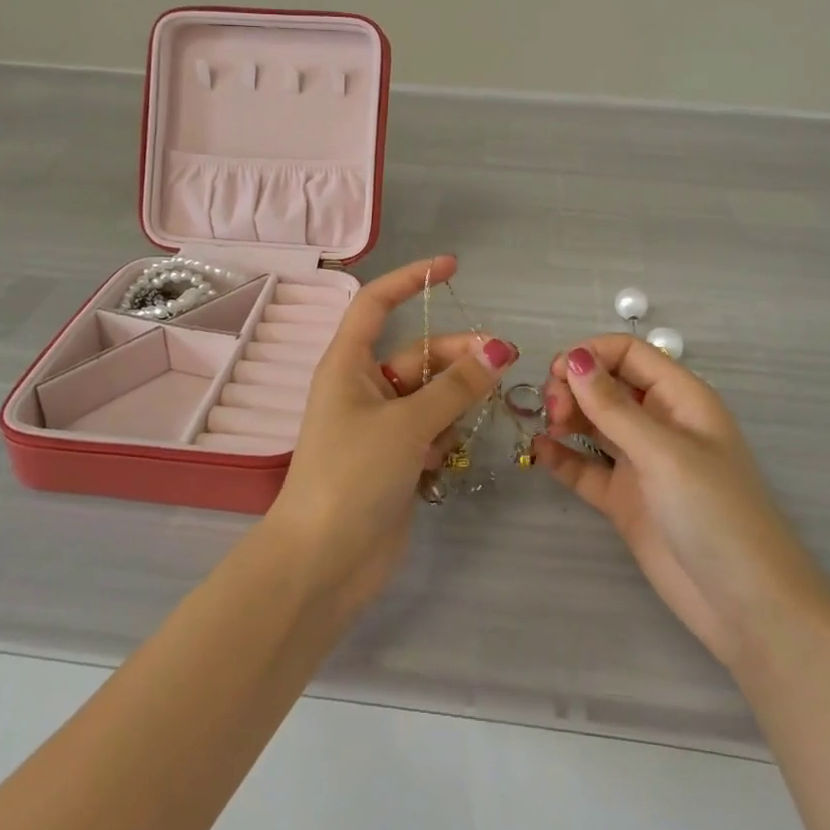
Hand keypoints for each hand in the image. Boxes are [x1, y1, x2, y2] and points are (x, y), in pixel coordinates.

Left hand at [264, 255, 517, 614]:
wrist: (323, 563)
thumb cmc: (352, 475)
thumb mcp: (407, 424)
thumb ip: (456, 387)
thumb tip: (500, 350)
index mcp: (348, 364)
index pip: (376, 302)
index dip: (411, 279)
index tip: (452, 266)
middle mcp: (363, 387)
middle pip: (419, 353)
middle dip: (459, 354)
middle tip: (506, 360)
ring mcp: (381, 425)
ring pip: (431, 393)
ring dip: (458, 398)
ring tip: (484, 408)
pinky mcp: (396, 458)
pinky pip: (432, 429)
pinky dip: (446, 435)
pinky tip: (446, 458)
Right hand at [537, 336, 829, 672]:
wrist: (748, 608)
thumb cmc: (716, 514)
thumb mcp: (664, 453)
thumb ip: (614, 407)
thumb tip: (573, 357)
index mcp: (681, 399)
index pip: (630, 354)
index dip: (592, 354)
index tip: (557, 372)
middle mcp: (659, 423)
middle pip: (607, 384)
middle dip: (575, 387)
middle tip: (553, 409)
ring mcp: (641, 463)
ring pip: (594, 422)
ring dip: (567, 416)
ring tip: (547, 427)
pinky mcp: (624, 499)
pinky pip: (586, 467)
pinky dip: (563, 456)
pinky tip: (539, 452)